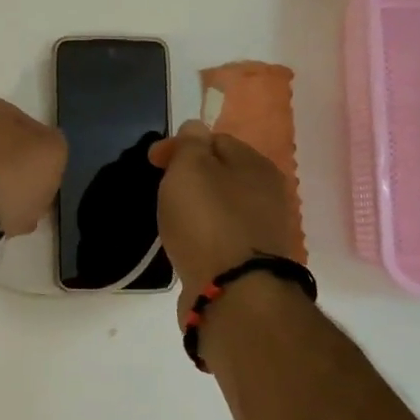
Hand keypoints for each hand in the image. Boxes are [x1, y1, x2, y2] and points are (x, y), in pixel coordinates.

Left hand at [0, 95, 65, 237]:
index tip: (48, 173)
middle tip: (38, 197)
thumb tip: (42, 150)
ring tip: (22, 216)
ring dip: (9, 194)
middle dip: (23, 175)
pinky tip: (4, 222)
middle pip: (6, 152)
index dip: (42, 151)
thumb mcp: (52, 149)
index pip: (25, 125)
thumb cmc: (9, 171)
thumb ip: (54, 143)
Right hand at [149, 122, 302, 312]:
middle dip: (190, 177)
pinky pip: (221, 237)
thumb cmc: (207, 220)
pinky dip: (203, 236)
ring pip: (221, 207)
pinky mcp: (251, 262)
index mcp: (256, 164)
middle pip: (221, 174)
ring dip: (197, 208)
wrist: (234, 292)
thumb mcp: (189, 169)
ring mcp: (262, 230)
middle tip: (161, 190)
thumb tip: (195, 127)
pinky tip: (187, 245)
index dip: (181, 146)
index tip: (152, 162)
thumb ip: (189, 144)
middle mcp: (267, 194)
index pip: (216, 139)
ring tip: (170, 220)